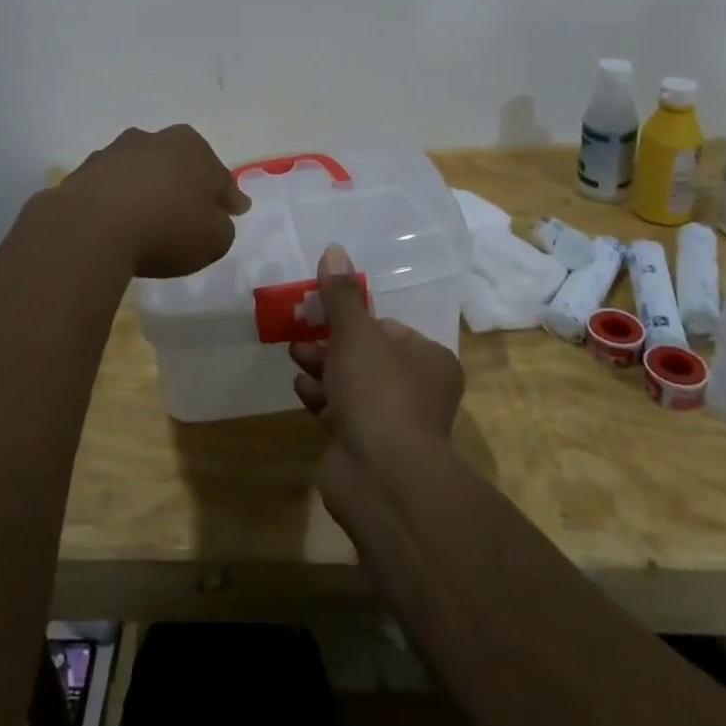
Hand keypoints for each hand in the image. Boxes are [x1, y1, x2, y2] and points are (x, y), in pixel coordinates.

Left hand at [59, 124, 249, 278]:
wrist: (91, 229)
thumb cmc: (166, 228)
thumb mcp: (214, 239)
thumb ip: (221, 226)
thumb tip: (212, 219)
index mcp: (192, 147)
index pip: (219, 176)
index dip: (229, 196)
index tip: (236, 210)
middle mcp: (153, 139)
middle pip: (178, 163)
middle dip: (186, 183)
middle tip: (192, 210)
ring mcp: (114, 153)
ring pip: (141, 171)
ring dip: (148, 188)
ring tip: (149, 218)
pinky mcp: (83, 173)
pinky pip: (110, 188)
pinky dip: (117, 201)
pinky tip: (117, 224)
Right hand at [289, 243, 463, 460]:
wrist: (382, 476)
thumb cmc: (378, 391)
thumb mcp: (356, 333)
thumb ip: (342, 294)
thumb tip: (334, 249)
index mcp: (429, 360)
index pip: (388, 329)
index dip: (355, 320)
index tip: (325, 313)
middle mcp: (418, 391)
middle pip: (367, 356)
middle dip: (331, 344)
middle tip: (302, 335)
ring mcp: (393, 424)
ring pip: (352, 385)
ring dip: (322, 370)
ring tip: (297, 358)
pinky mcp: (368, 449)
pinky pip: (341, 414)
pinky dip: (322, 401)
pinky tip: (302, 391)